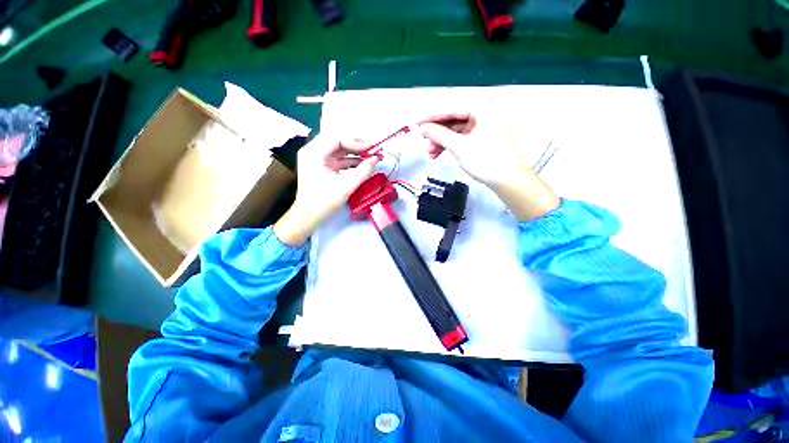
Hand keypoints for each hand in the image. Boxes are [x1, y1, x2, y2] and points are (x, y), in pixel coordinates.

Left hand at [274, 135, 378, 245]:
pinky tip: (363, 164)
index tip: (372, 148)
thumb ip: (363, 171)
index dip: (356, 141)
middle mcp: (313, 151)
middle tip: (373, 149)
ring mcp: (317, 158)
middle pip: (338, 140)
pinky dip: (351, 160)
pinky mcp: (322, 166)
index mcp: (314, 153)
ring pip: (339, 149)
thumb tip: (376, 159)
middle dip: (357, 144)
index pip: (337, 138)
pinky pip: (338, 158)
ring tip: (371, 156)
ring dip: (355, 152)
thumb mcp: (346, 186)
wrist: (309, 216)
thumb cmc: (324, 202)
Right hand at [420, 112, 559, 221]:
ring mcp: (483, 125)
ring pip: (455, 130)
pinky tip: (439, 154)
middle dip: (436, 133)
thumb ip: (439, 134)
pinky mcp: (482, 137)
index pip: (450, 108)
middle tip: (424, 144)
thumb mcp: (460, 147)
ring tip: (430, 154)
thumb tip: (423, 128)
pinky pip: (461, 137)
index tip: (415, 123)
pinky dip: (450, 145)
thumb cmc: (486, 161)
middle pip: (452, 119)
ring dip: (441, 141)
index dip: (430, 116)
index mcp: (482, 108)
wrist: (509, 180)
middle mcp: (483, 112)